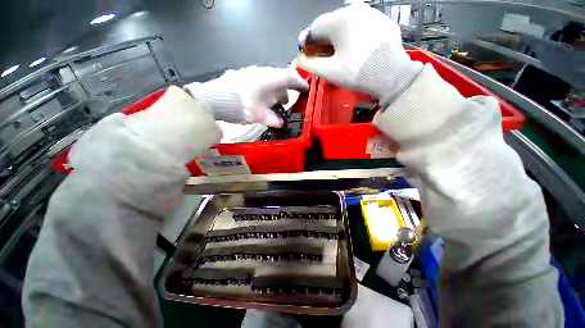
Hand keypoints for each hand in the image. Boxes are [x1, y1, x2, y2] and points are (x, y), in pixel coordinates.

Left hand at [185, 66, 308, 127]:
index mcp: (269, 79)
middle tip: (287, 102)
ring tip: (274, 103)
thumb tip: (280, 124)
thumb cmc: (240, 106)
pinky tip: (261, 99)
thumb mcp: (258, 115)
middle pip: (280, 77)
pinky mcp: (242, 75)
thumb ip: (272, 119)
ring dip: (275, 90)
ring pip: (269, 79)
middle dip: (286, 89)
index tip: (305, 89)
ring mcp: (251, 72)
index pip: (290, 76)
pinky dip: (265, 89)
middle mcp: (261, 72)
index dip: (299, 83)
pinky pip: (260, 80)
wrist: (213, 99)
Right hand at [298, 4, 421, 103]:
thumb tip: (300, 59)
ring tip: (337, 53)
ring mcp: (371, 14)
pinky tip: (354, 49)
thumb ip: (310, 64)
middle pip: (330, 24)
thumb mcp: (329, 71)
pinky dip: (353, 36)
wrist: (390, 74)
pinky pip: (361, 26)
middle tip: (321, 55)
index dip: (307, 41)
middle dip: (323, 40)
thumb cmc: (356, 72)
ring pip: (346, 24)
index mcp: (339, 20)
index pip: (315, 28)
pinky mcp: (382, 22)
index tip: (304, 51)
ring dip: (338, 37)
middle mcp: (355, 10)